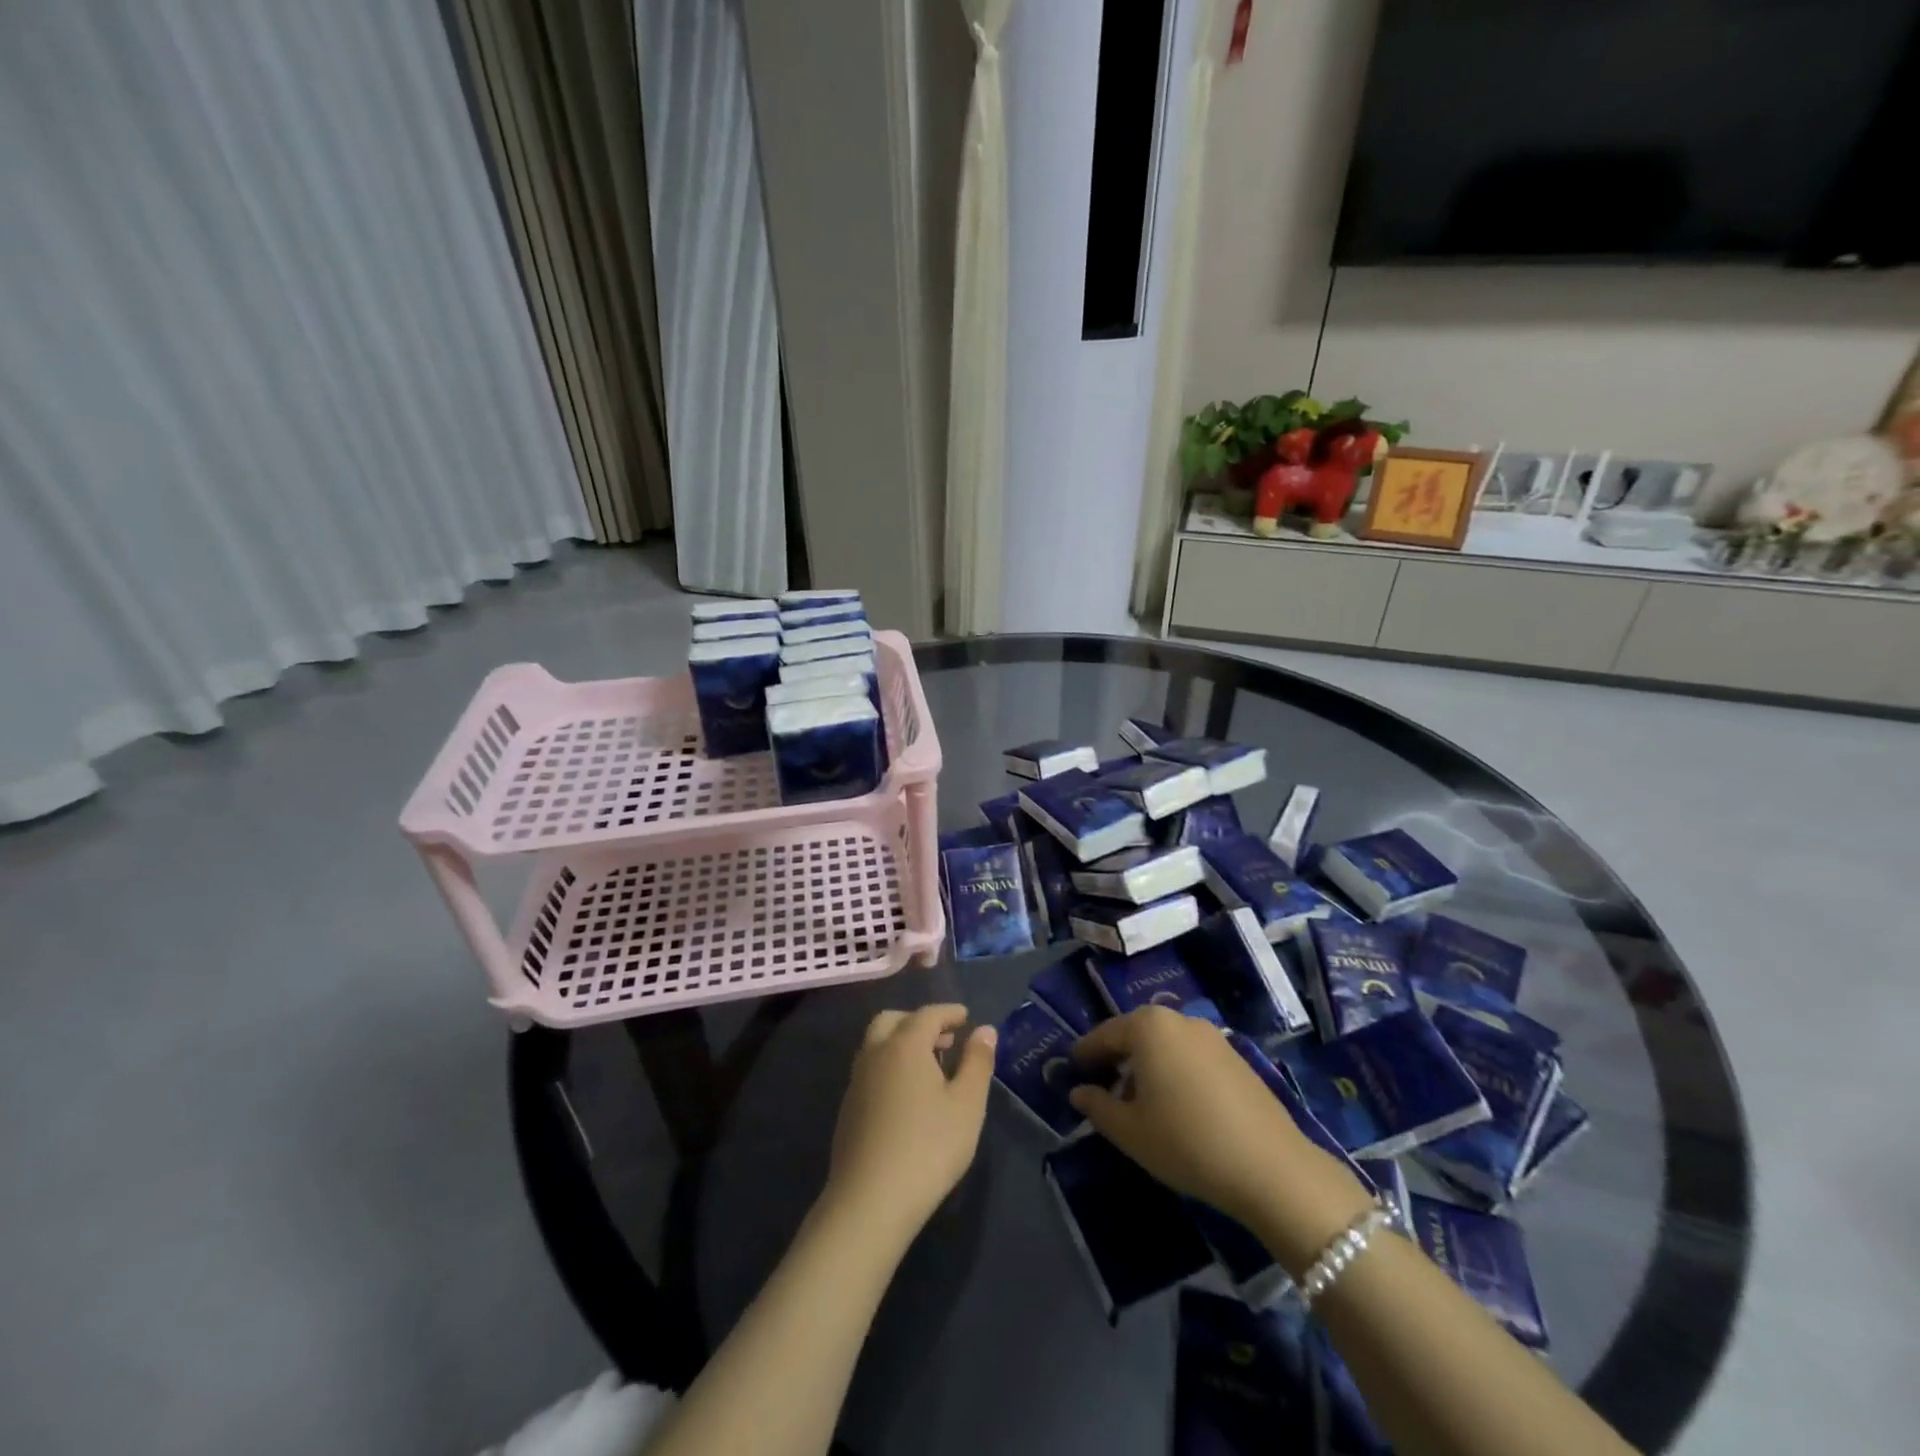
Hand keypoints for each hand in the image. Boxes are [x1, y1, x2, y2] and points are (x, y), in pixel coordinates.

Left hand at [823, 1004, 995, 1245]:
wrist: (870, 1201)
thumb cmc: (928, 1147)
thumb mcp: (967, 1105)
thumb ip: (977, 1062)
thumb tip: (984, 1030)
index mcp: (904, 1045)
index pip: (927, 1014)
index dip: (948, 1012)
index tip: (965, 1016)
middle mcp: (875, 1054)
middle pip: (893, 1020)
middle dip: (919, 1021)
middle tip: (945, 1038)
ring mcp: (856, 1082)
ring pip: (877, 1044)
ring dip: (901, 1043)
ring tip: (930, 1066)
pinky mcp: (848, 1109)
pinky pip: (870, 1070)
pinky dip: (890, 1065)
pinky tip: (907, 1095)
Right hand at [1070, 1008, 1371, 1267]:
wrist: (1270, 1167)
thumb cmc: (1186, 1142)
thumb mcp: (1130, 1131)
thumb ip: (1097, 1107)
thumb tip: (1078, 1092)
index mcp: (1148, 1027)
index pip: (1105, 1034)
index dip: (1085, 1054)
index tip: (1072, 1070)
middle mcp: (1179, 1019)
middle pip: (1136, 1034)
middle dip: (1117, 1058)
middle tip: (1102, 1087)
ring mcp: (1212, 1036)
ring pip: (1165, 1044)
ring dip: (1147, 1066)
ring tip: (1138, 1102)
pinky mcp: (1236, 1056)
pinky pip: (1190, 1055)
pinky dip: (1174, 1071)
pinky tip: (1175, 1105)